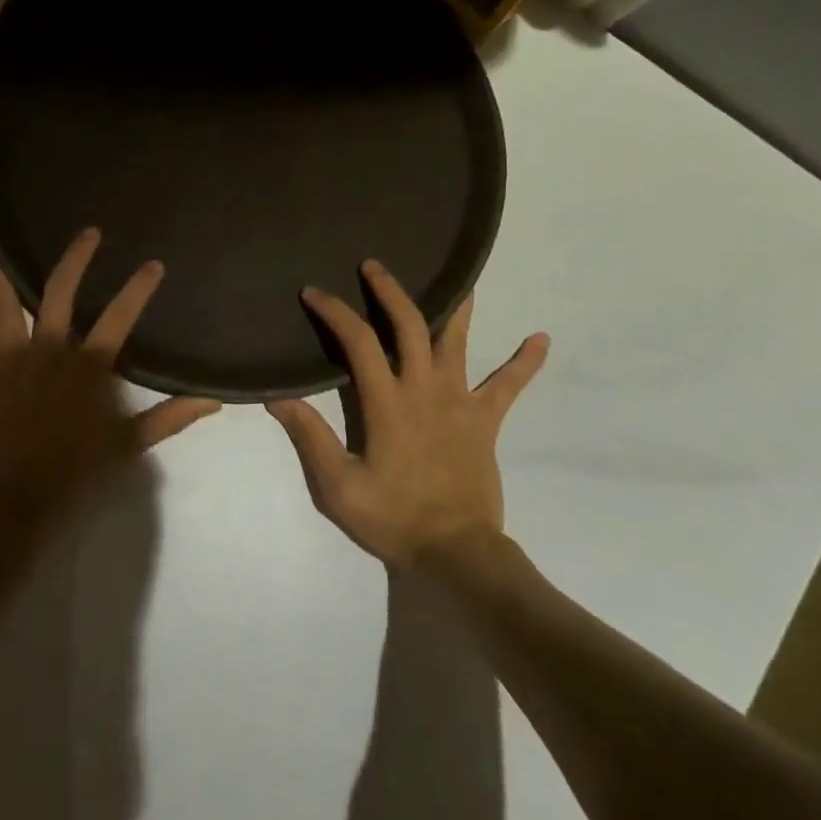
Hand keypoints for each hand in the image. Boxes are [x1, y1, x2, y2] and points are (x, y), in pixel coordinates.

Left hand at [0, 228, 220, 526]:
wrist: (12, 509)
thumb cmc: (73, 478)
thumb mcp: (128, 447)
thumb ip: (170, 417)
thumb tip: (214, 399)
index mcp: (87, 366)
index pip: (120, 317)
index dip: (138, 288)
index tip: (153, 262)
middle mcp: (48, 349)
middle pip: (59, 291)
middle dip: (75, 258)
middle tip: (87, 232)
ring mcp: (8, 357)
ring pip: (2, 300)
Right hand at [267, 259, 547, 570]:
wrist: (457, 554)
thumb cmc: (393, 518)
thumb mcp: (338, 487)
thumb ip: (310, 438)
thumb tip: (278, 397)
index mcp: (388, 401)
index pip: (359, 341)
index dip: (335, 312)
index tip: (314, 292)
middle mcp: (425, 389)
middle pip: (410, 325)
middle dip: (390, 291)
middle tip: (373, 265)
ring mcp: (460, 401)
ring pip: (460, 342)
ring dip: (458, 306)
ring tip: (461, 275)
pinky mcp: (485, 420)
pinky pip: (509, 386)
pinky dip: (525, 362)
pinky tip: (542, 338)